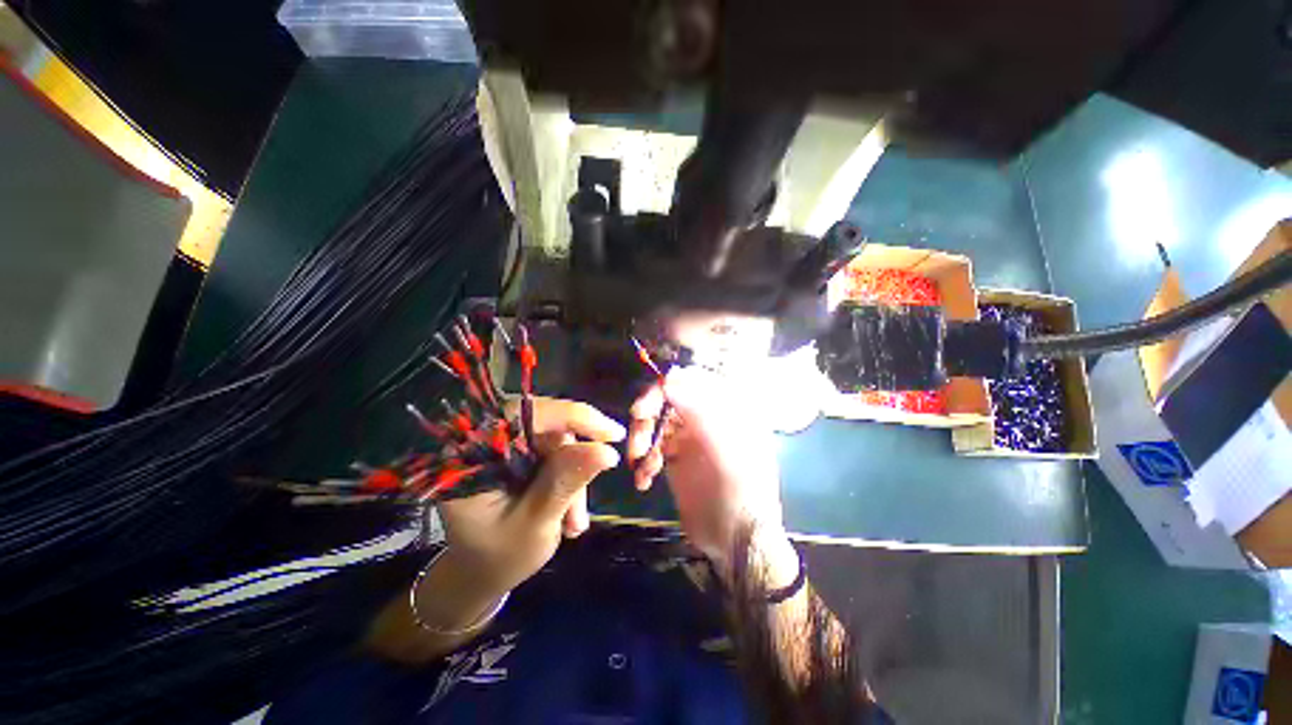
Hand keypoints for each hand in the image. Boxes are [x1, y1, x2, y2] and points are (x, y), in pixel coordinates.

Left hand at [437, 397, 623, 593]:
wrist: (479, 574)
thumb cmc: (497, 558)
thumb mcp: (534, 524)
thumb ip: (566, 483)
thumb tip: (607, 450)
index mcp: (475, 451)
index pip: (532, 415)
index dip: (577, 418)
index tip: (615, 435)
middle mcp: (487, 439)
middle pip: (548, 428)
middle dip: (574, 465)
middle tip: (584, 505)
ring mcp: (504, 445)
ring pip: (556, 442)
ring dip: (573, 478)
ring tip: (574, 524)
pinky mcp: (517, 453)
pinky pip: (553, 453)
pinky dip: (567, 479)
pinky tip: (568, 513)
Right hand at [629, 366, 786, 568]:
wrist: (737, 541)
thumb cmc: (741, 493)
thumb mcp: (726, 451)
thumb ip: (699, 412)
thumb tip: (670, 379)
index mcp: (727, 408)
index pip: (692, 380)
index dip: (664, 388)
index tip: (643, 409)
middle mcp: (707, 416)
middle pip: (668, 399)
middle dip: (648, 418)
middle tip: (636, 442)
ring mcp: (690, 435)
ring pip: (656, 422)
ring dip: (642, 440)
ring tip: (640, 465)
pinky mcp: (676, 456)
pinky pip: (652, 446)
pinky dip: (644, 459)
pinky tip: (643, 480)